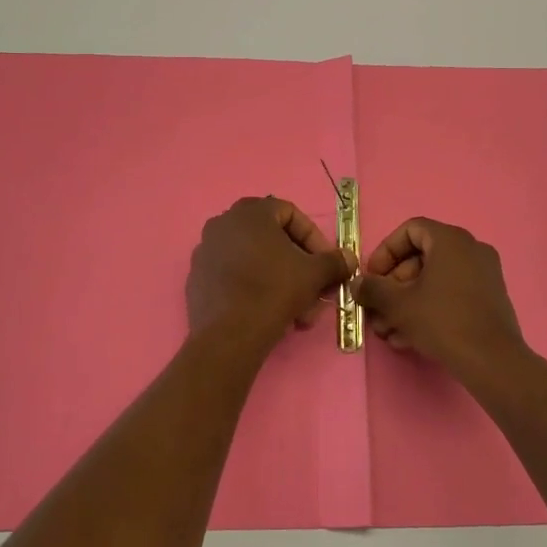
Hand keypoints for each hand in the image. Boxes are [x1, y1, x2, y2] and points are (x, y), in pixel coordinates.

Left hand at [187, 197, 352, 340]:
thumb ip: (334, 261)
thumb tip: (349, 258)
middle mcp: (223, 223)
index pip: (291, 214)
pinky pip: (234, 275)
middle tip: (313, 289)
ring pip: (254, 260)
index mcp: (250, 212)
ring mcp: (206, 250)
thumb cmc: (274, 290)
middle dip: (298, 265)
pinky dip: (254, 287)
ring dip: (280, 280)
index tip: (326, 263)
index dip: (314, 238)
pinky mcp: (197, 278)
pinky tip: (269, 313)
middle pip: (272, 239)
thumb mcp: (313, 274)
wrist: (229, 334)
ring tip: (296, 310)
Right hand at [351, 217, 525, 375]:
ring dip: (406, 303)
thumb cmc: (442, 321)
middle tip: (377, 310)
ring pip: (434, 281)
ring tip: (388, 331)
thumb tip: (356, 284)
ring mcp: (484, 275)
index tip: (372, 277)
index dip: (385, 252)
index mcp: (451, 240)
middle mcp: (471, 250)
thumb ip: (373, 289)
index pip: (410, 230)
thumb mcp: (398, 304)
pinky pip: (451, 294)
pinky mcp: (489, 299)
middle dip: (393, 286)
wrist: (492, 361)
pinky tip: (408, 338)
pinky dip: (428, 309)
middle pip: (421, 258)